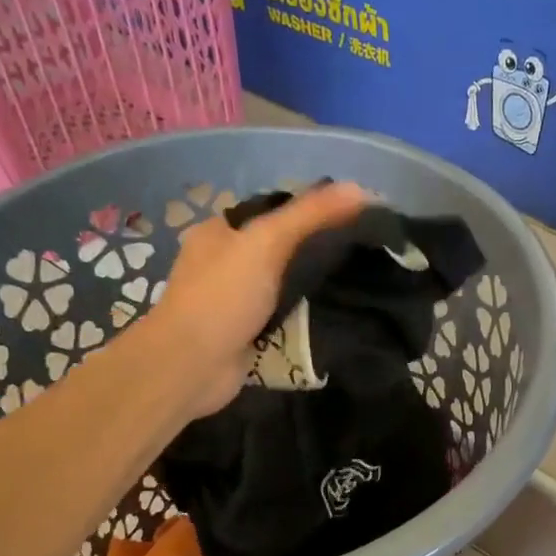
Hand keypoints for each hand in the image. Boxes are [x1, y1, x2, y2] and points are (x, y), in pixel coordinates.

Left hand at [147, 181, 370, 414]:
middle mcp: (226, 262)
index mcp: (221, 232)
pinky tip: (337, 314)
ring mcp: (237, 300)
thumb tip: (361, 188)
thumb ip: (310, 215)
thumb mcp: (267, 243)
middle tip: (364, 254)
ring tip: (361, 282)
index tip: (355, 219)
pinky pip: (285, 317)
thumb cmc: (222, 297)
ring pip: (286, 284)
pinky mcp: (249, 333)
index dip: (313, 211)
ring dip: (315, 286)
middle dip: (318, 251)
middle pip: (283, 248)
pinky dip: (306, 316)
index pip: (275, 211)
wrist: (191, 367)